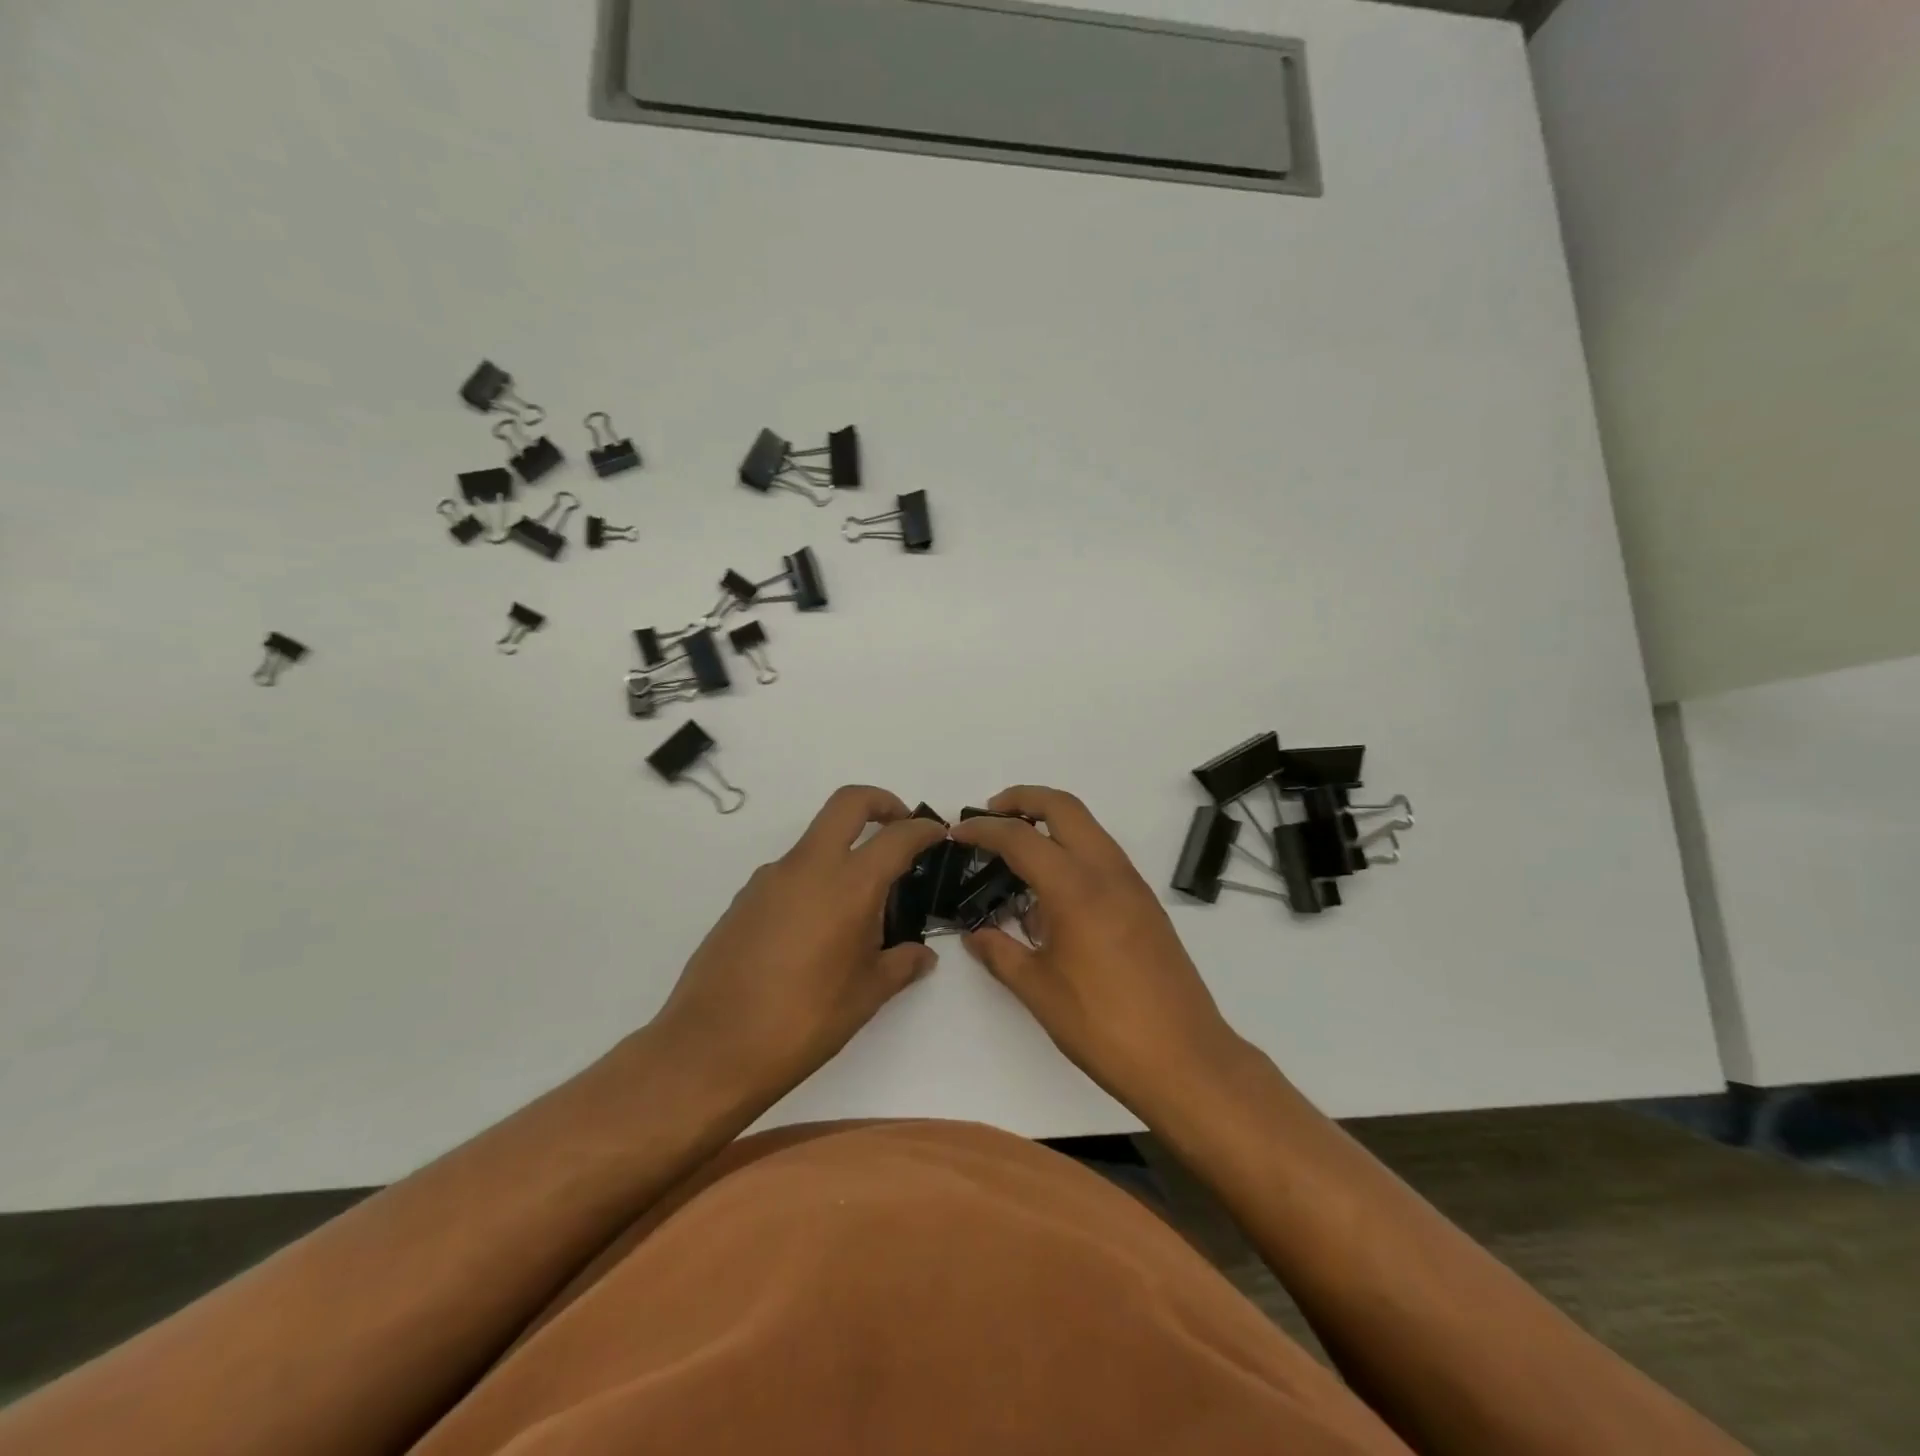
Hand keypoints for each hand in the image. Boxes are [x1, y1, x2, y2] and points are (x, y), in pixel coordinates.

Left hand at [649, 786, 947, 1103]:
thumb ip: (901, 965)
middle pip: (848, 803)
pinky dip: (813, 882)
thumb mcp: (866, 995)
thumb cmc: (804, 1020)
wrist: (711, 1047)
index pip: (897, 836)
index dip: (923, 829)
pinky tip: (815, 933)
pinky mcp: (744, 898)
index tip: (937, 835)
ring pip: (815, 840)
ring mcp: (770, 879)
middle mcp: (808, 867)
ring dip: (843, 852)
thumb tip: (923, 955)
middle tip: (899, 828)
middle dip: (881, 802)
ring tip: (858, 910)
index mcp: (849, 885)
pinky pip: (790, 874)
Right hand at [953, 787, 1245, 1119]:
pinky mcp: (1145, 902)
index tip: (957, 833)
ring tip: (1017, 851)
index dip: (983, 829)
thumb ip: (1000, 953)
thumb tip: (975, 935)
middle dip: (1023, 799)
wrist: (1185, 1057)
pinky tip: (1052, 890)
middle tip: (990, 816)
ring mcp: (1132, 883)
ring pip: (1088, 826)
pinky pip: (1103, 854)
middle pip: (1063, 806)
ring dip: (1051, 822)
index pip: (1020, 837)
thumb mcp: (1039, 990)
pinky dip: (1073, 848)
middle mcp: (1107, 871)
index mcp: (1074, 887)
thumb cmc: (1103, 1025)